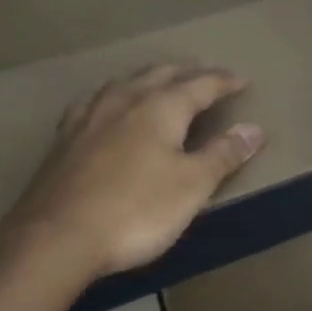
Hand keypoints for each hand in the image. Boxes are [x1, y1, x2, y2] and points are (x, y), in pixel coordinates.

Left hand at [1, 64, 263, 280]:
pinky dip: (115, 97)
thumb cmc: (136, 211)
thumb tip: (254, 129)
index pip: (200, 85)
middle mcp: (124, 100)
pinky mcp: (64, 137)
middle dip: (187, 73)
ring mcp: (89, 116)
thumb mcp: (192, 187)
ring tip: (160, 82)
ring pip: (125, 83)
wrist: (58, 236)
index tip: (241, 81)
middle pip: (161, 75)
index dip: (223, 82)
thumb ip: (223, 155)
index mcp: (160, 107)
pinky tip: (107, 107)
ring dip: (150, 79)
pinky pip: (96, 102)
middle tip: (205, 75)